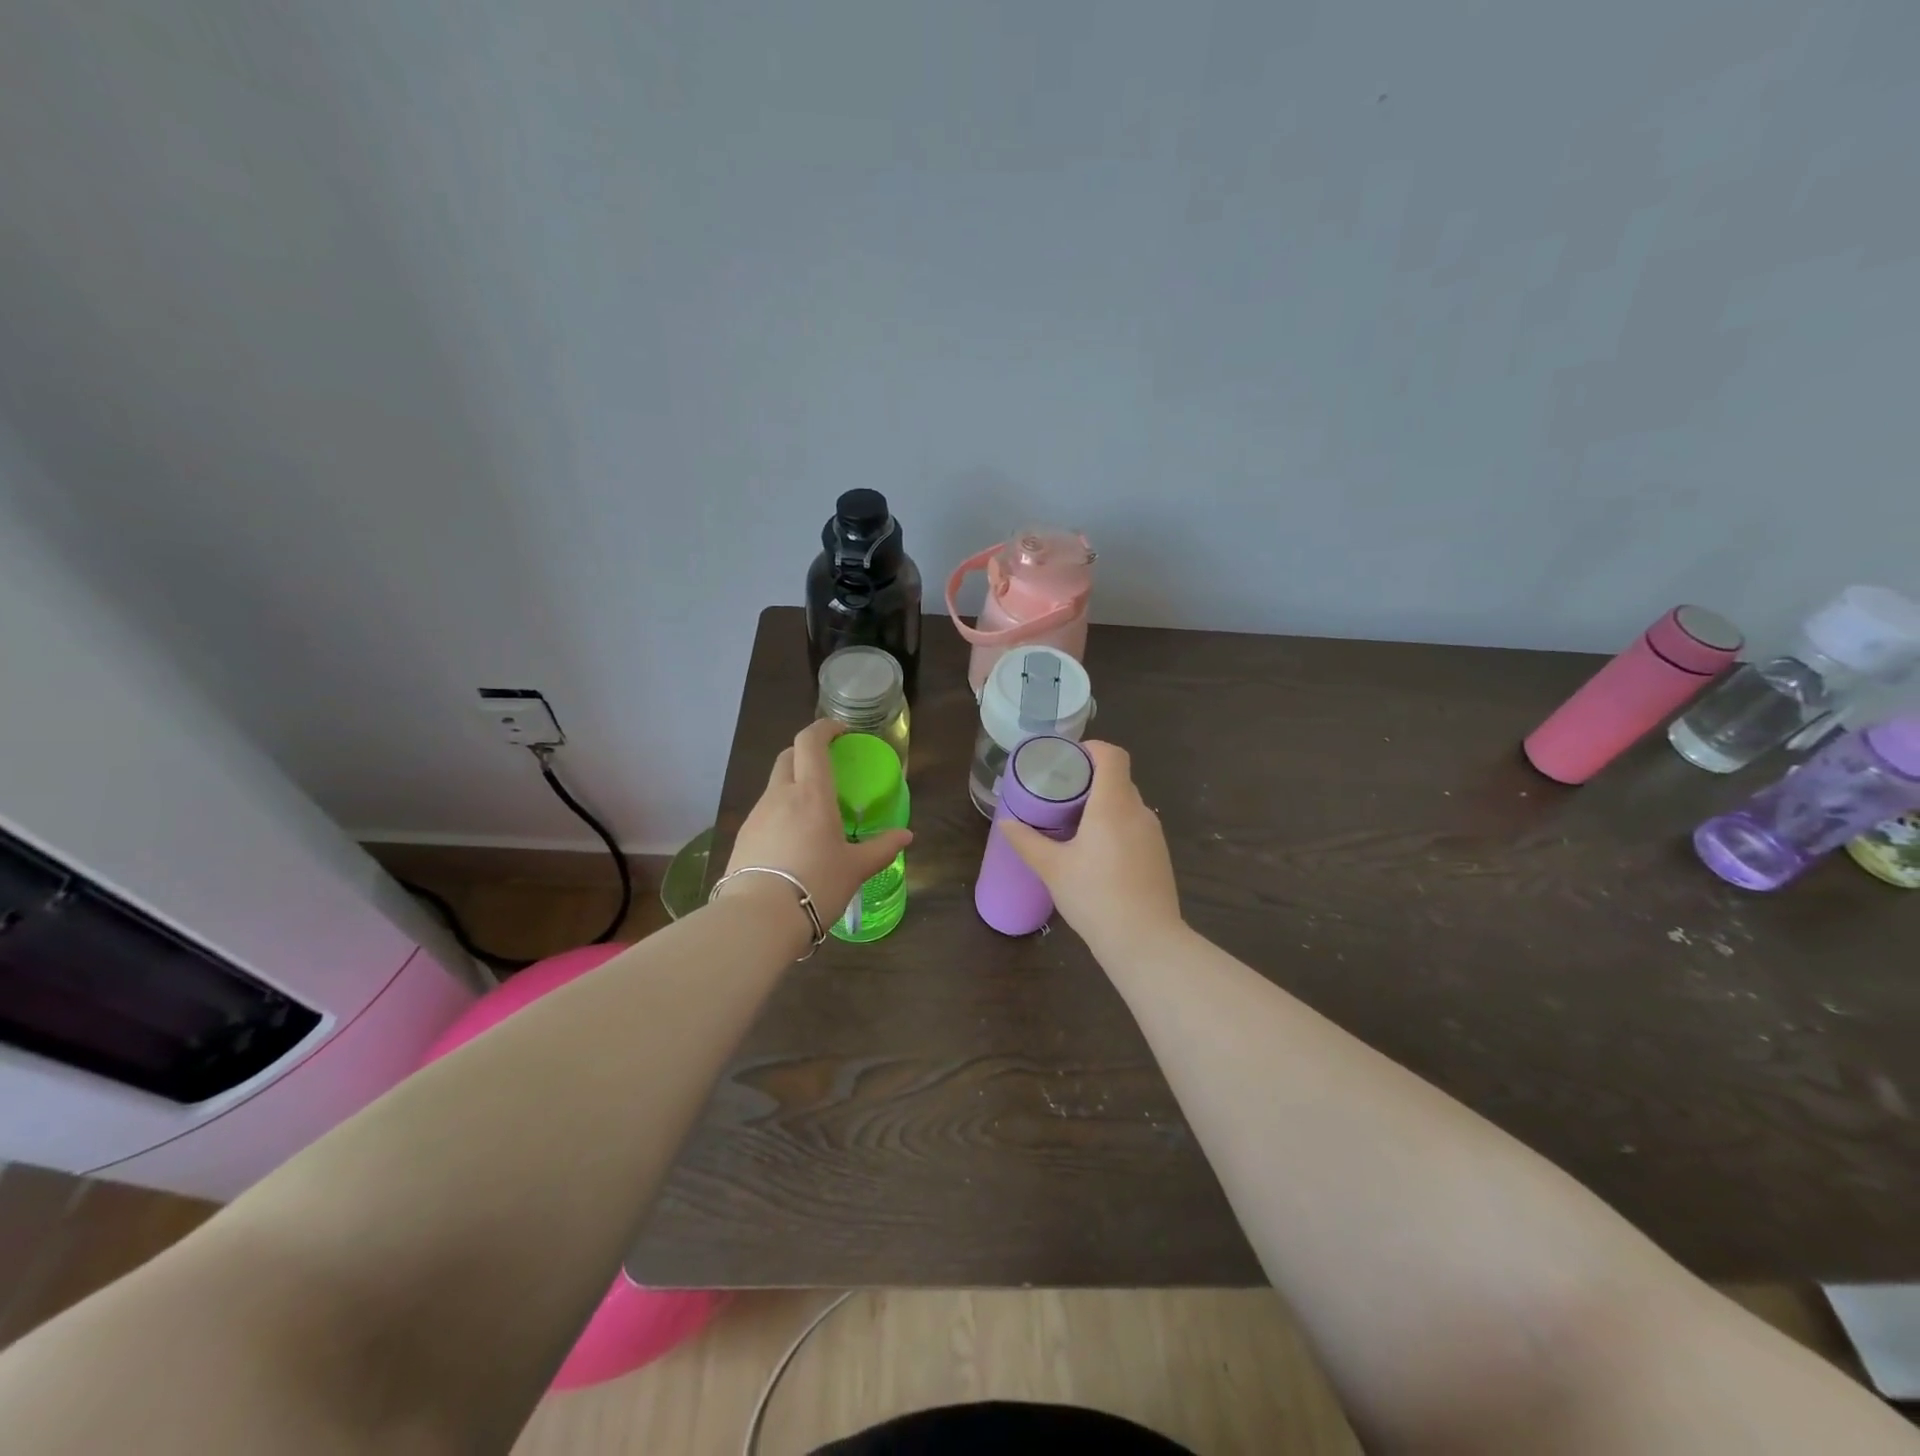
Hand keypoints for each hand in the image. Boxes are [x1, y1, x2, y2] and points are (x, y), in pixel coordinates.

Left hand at [719, 719, 911, 942]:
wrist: (758, 918)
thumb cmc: (816, 884)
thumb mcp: (855, 868)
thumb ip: (882, 848)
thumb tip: (906, 836)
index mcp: (811, 793)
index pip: (810, 742)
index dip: (825, 728)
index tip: (842, 732)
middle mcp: (780, 795)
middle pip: (788, 756)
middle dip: (806, 751)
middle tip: (828, 766)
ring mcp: (757, 815)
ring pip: (775, 785)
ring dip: (793, 784)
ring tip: (813, 811)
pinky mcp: (743, 837)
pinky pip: (765, 812)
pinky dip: (781, 812)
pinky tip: (793, 839)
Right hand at [996, 741, 1183, 954]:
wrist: (1145, 941)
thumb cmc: (1095, 896)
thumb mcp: (1052, 868)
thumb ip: (1027, 841)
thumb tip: (1005, 824)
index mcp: (1113, 804)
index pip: (1112, 756)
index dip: (1091, 749)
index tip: (1067, 761)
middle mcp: (1139, 811)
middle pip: (1118, 779)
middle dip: (1090, 780)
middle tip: (1060, 795)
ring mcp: (1153, 834)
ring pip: (1127, 804)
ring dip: (1103, 805)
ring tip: (1074, 824)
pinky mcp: (1159, 855)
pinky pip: (1135, 826)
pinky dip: (1116, 827)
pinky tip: (1096, 853)